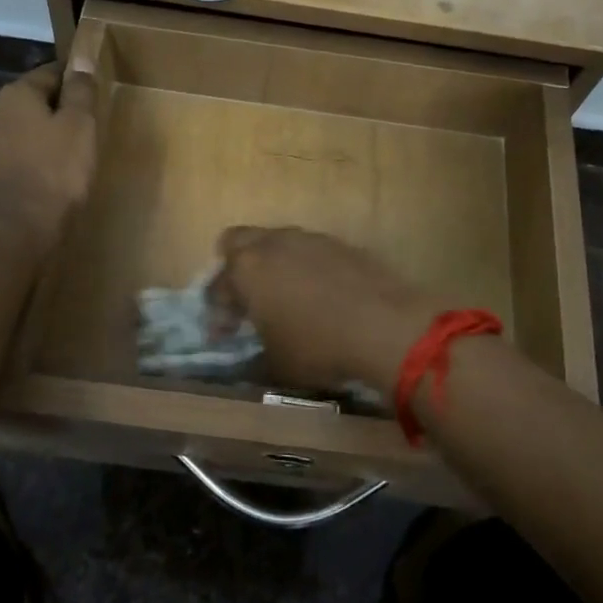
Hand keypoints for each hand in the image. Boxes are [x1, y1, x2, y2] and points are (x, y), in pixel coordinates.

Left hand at [0, 63, 96, 253]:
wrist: (12, 232)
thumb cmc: (54, 173)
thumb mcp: (80, 127)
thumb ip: (80, 92)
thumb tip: (81, 61)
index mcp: (15, 94)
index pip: (49, 73)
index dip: (73, 81)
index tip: (92, 95)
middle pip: (30, 101)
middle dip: (54, 111)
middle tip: (83, 130)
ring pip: (17, 130)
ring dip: (38, 137)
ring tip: (64, 157)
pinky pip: (8, 156)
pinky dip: (26, 160)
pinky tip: (43, 177)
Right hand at [209, 227, 441, 390]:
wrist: (385, 326)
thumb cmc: (318, 347)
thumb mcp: (276, 364)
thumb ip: (254, 354)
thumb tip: (251, 353)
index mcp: (247, 269)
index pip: (217, 286)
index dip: (217, 313)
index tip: (225, 335)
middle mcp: (273, 243)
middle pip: (238, 242)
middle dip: (234, 268)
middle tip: (245, 300)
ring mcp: (309, 238)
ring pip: (276, 241)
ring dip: (272, 264)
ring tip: (284, 298)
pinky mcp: (341, 244)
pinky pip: (309, 250)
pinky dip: (305, 267)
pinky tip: (319, 295)